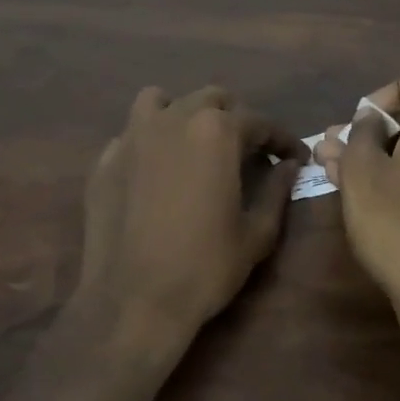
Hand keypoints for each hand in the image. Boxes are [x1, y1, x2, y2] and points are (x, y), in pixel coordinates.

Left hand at [78, 85, 305, 344]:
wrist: (132, 300)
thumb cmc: (204, 267)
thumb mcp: (256, 234)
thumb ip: (276, 191)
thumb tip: (289, 166)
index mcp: (216, 132)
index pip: (259, 122)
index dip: (282, 139)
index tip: (294, 157)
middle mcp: (173, 119)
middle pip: (211, 99)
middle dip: (235, 118)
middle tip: (247, 150)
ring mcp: (133, 136)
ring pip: (162, 101)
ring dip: (183, 113)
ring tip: (194, 143)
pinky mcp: (105, 159)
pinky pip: (131, 134)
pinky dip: (149, 141)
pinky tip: (155, 171)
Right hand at [322, 71, 399, 314]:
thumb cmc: (395, 219)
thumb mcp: (361, 169)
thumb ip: (361, 132)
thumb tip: (370, 120)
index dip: (387, 95)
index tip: (360, 122)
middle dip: (373, 132)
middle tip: (333, 150)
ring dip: (384, 155)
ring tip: (337, 172)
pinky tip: (369, 193)